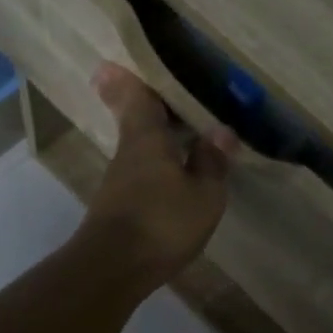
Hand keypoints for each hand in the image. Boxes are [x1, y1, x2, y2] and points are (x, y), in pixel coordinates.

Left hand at [77, 63, 237, 290]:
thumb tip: (220, 131)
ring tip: (187, 135)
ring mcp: (119, 181)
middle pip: (136, 120)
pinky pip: (141, 172)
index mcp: (146, 137)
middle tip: (171, 97)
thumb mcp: (203, 195)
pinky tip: (176, 176)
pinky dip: (158, 166)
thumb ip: (212, 162)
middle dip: (149, 107)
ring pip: (139, 147)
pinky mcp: (118, 207)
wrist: (113, 269)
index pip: (136, 96)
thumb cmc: (161, 223)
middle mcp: (128, 153)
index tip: (117, 63)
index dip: (130, 79)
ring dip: (157, 139)